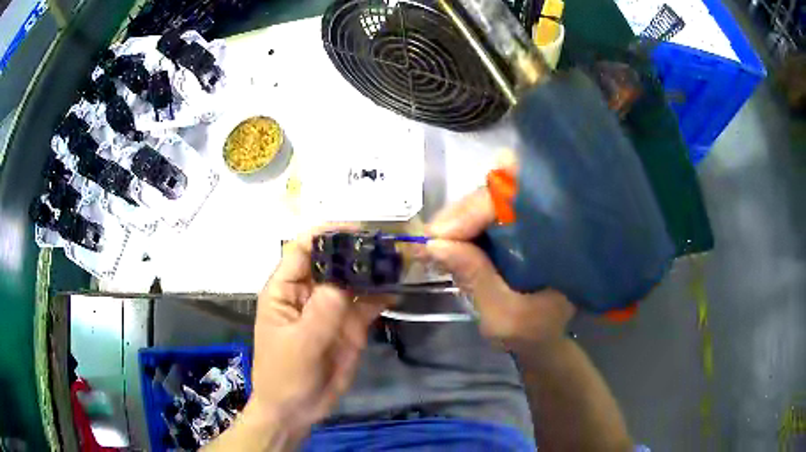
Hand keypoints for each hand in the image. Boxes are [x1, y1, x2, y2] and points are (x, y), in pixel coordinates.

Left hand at [246, 226, 387, 439]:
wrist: (296, 410)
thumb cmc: (285, 374)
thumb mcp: (300, 343)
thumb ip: (323, 311)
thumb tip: (346, 278)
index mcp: (286, 289)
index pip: (302, 249)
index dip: (326, 234)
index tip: (357, 229)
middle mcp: (309, 292)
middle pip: (332, 260)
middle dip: (356, 249)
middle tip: (387, 243)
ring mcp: (331, 309)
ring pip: (352, 281)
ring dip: (372, 271)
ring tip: (398, 261)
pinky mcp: (348, 326)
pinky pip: (366, 305)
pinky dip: (381, 295)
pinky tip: (397, 289)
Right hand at [425, 189, 575, 349]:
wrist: (545, 336)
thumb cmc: (532, 331)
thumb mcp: (504, 314)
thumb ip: (475, 278)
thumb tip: (434, 244)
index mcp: (560, 238)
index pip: (516, 201)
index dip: (475, 210)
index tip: (440, 234)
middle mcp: (550, 219)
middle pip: (501, 192)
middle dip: (461, 213)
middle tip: (429, 238)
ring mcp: (533, 220)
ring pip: (491, 199)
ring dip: (458, 217)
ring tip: (433, 240)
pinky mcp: (518, 226)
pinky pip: (487, 213)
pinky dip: (464, 223)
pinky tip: (447, 238)